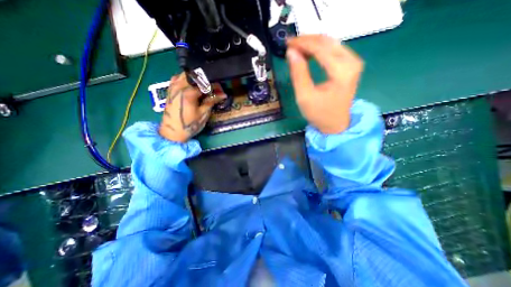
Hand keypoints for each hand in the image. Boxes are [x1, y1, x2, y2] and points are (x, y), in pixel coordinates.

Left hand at [158, 73, 225, 142]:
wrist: (172, 132)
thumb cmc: (190, 124)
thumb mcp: (203, 114)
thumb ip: (212, 101)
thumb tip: (223, 95)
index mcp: (189, 92)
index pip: (205, 84)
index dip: (215, 86)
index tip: (221, 91)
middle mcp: (180, 86)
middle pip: (195, 76)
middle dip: (206, 81)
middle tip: (213, 89)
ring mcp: (173, 87)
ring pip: (186, 74)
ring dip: (196, 79)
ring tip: (203, 88)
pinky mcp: (170, 90)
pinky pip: (177, 78)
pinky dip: (186, 79)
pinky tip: (191, 86)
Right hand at [287, 34, 362, 134]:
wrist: (335, 124)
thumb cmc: (319, 114)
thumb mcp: (304, 96)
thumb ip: (298, 73)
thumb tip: (291, 52)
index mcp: (342, 71)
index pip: (320, 48)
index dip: (302, 43)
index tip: (287, 43)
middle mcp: (352, 62)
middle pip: (327, 41)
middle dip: (307, 41)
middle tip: (290, 45)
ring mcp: (353, 63)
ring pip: (330, 43)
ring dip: (312, 44)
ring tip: (296, 49)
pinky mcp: (349, 66)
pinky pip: (333, 50)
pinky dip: (319, 49)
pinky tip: (308, 54)